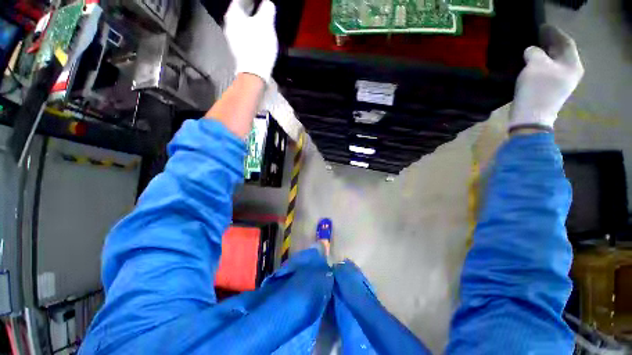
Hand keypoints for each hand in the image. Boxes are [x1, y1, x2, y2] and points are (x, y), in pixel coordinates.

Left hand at [224, 0, 277, 82]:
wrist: (255, 73)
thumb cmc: (258, 47)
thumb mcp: (266, 23)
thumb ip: (267, 9)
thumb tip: (268, 4)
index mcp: (233, 15)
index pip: (239, 0)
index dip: (249, 0)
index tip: (257, 1)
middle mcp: (230, 26)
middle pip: (240, 12)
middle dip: (249, 8)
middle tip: (259, 7)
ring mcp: (234, 40)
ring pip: (242, 25)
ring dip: (251, 21)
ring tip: (260, 21)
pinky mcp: (240, 51)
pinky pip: (245, 36)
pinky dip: (251, 33)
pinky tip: (258, 36)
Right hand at [509, 25, 583, 130]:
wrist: (531, 117)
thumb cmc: (537, 89)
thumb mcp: (535, 65)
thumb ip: (534, 52)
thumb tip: (531, 51)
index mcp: (572, 64)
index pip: (566, 42)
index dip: (554, 33)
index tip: (541, 27)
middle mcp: (571, 72)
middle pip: (561, 53)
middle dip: (550, 44)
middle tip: (536, 36)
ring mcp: (561, 83)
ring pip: (554, 63)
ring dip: (544, 55)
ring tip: (532, 49)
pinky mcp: (550, 90)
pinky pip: (548, 72)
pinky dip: (540, 65)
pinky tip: (531, 64)